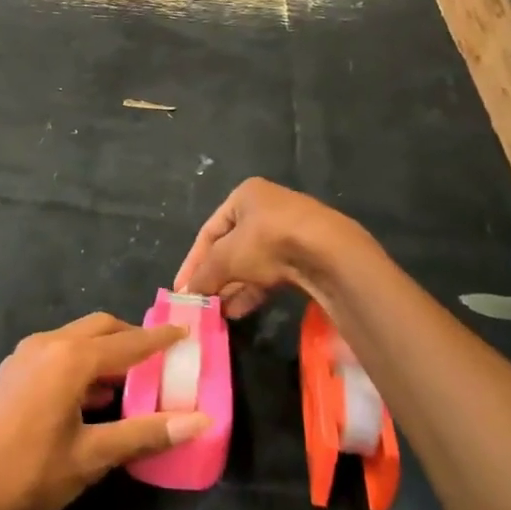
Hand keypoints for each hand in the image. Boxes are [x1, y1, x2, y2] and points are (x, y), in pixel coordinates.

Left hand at [0, 313, 211, 509]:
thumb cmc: (27, 472)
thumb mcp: (92, 457)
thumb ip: (145, 434)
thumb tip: (199, 421)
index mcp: (71, 358)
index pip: (128, 343)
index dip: (160, 340)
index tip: (186, 333)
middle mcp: (48, 345)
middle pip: (101, 329)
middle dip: (132, 339)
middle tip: (160, 359)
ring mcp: (25, 356)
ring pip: (77, 339)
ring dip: (106, 352)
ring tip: (132, 380)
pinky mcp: (11, 372)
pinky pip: (58, 353)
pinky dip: (82, 363)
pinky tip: (91, 396)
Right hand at [176, 178, 352, 318]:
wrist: (329, 252)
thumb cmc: (268, 241)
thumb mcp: (227, 257)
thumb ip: (204, 274)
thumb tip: (187, 293)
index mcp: (245, 196)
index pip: (209, 231)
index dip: (193, 262)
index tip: (182, 289)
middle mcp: (266, 208)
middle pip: (230, 248)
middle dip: (215, 277)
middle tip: (202, 303)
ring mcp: (288, 231)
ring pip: (251, 263)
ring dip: (233, 287)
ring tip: (218, 313)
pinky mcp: (305, 255)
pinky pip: (270, 273)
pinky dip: (253, 290)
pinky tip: (239, 311)